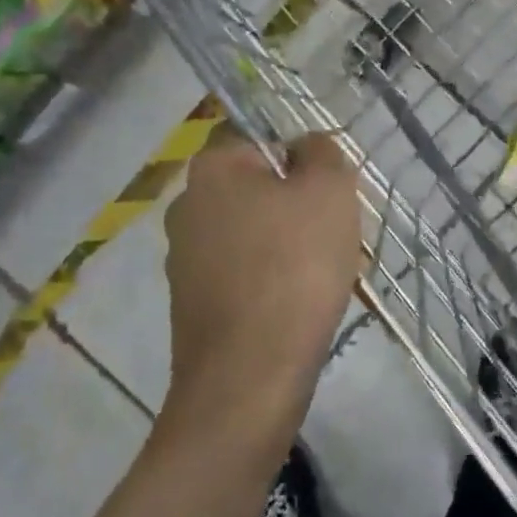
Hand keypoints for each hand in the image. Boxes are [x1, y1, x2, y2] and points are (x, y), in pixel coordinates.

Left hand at [163, 128, 361, 454]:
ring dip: (287, 249)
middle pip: (257, 192)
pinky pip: (242, 277)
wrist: (249, 375)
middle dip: (298, 211)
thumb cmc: (293, 269)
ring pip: (252, 237)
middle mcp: (185, 207)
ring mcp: (183, 260)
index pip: (262, 141)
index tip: (330, 198)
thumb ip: (323, 154)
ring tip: (321, 280)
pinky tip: (296, 308)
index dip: (303, 164)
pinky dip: (270, 284)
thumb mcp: (328, 192)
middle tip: (334, 239)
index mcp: (211, 169)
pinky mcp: (191, 304)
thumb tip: (307, 148)